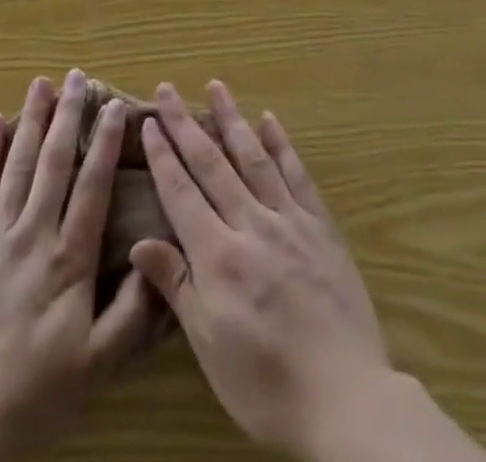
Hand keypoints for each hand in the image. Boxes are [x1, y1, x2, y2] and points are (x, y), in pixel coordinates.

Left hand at [0, 71, 158, 461]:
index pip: (93, 185)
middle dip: (69, 114)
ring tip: (42, 83)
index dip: (106, 142)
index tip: (116, 106)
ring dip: (32, 120)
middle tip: (78, 76)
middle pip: (55, 161)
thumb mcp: (95, 367)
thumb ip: (131, 312)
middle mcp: (33, 233)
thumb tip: (155, 257)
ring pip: (18, 163)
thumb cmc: (30, 398)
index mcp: (69, 259)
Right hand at [127, 81, 393, 460]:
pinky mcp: (321, 226)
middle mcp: (251, 224)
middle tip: (168, 88)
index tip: (148, 121)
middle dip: (186, 124)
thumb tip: (139, 243)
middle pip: (212, 163)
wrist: (346, 399)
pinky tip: (270, 120)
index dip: (163, 154)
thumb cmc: (266, 384)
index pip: (182, 191)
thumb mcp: (209, 347)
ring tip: (216, 85)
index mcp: (219, 255)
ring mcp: (289, 220)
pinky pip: (297, 175)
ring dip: (232, 118)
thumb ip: (176, 286)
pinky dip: (281, 144)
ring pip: (253, 157)